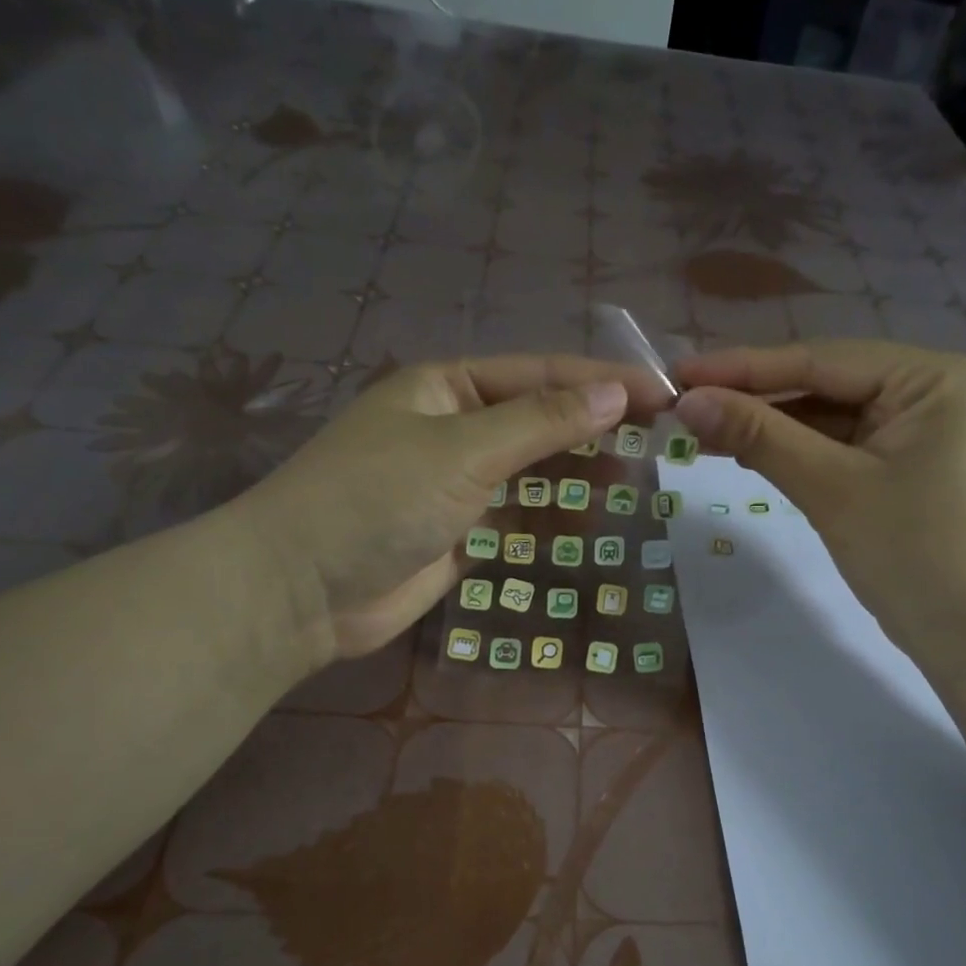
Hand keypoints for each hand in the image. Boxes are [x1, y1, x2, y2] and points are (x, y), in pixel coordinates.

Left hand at [232, 355, 673, 666]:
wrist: (302, 590)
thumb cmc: (377, 498)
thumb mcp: (463, 450)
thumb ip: (542, 422)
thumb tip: (616, 392)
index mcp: (446, 387)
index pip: (540, 374)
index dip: (603, 381)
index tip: (663, 393)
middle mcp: (454, 428)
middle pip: (540, 421)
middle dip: (594, 431)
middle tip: (658, 444)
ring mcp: (456, 483)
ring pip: (533, 473)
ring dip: (578, 477)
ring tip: (634, 484)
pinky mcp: (460, 533)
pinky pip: (519, 518)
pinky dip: (553, 520)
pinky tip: (591, 525)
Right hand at [671, 341, 965, 658]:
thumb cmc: (917, 554)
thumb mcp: (832, 488)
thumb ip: (760, 437)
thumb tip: (688, 401)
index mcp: (927, 377)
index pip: (819, 360)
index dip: (743, 368)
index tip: (678, 374)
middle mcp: (925, 391)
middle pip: (821, 385)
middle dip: (753, 399)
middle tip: (681, 406)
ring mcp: (915, 431)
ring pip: (825, 418)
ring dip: (767, 427)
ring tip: (699, 430)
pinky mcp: (901, 468)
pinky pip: (837, 448)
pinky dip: (793, 453)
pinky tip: (745, 452)